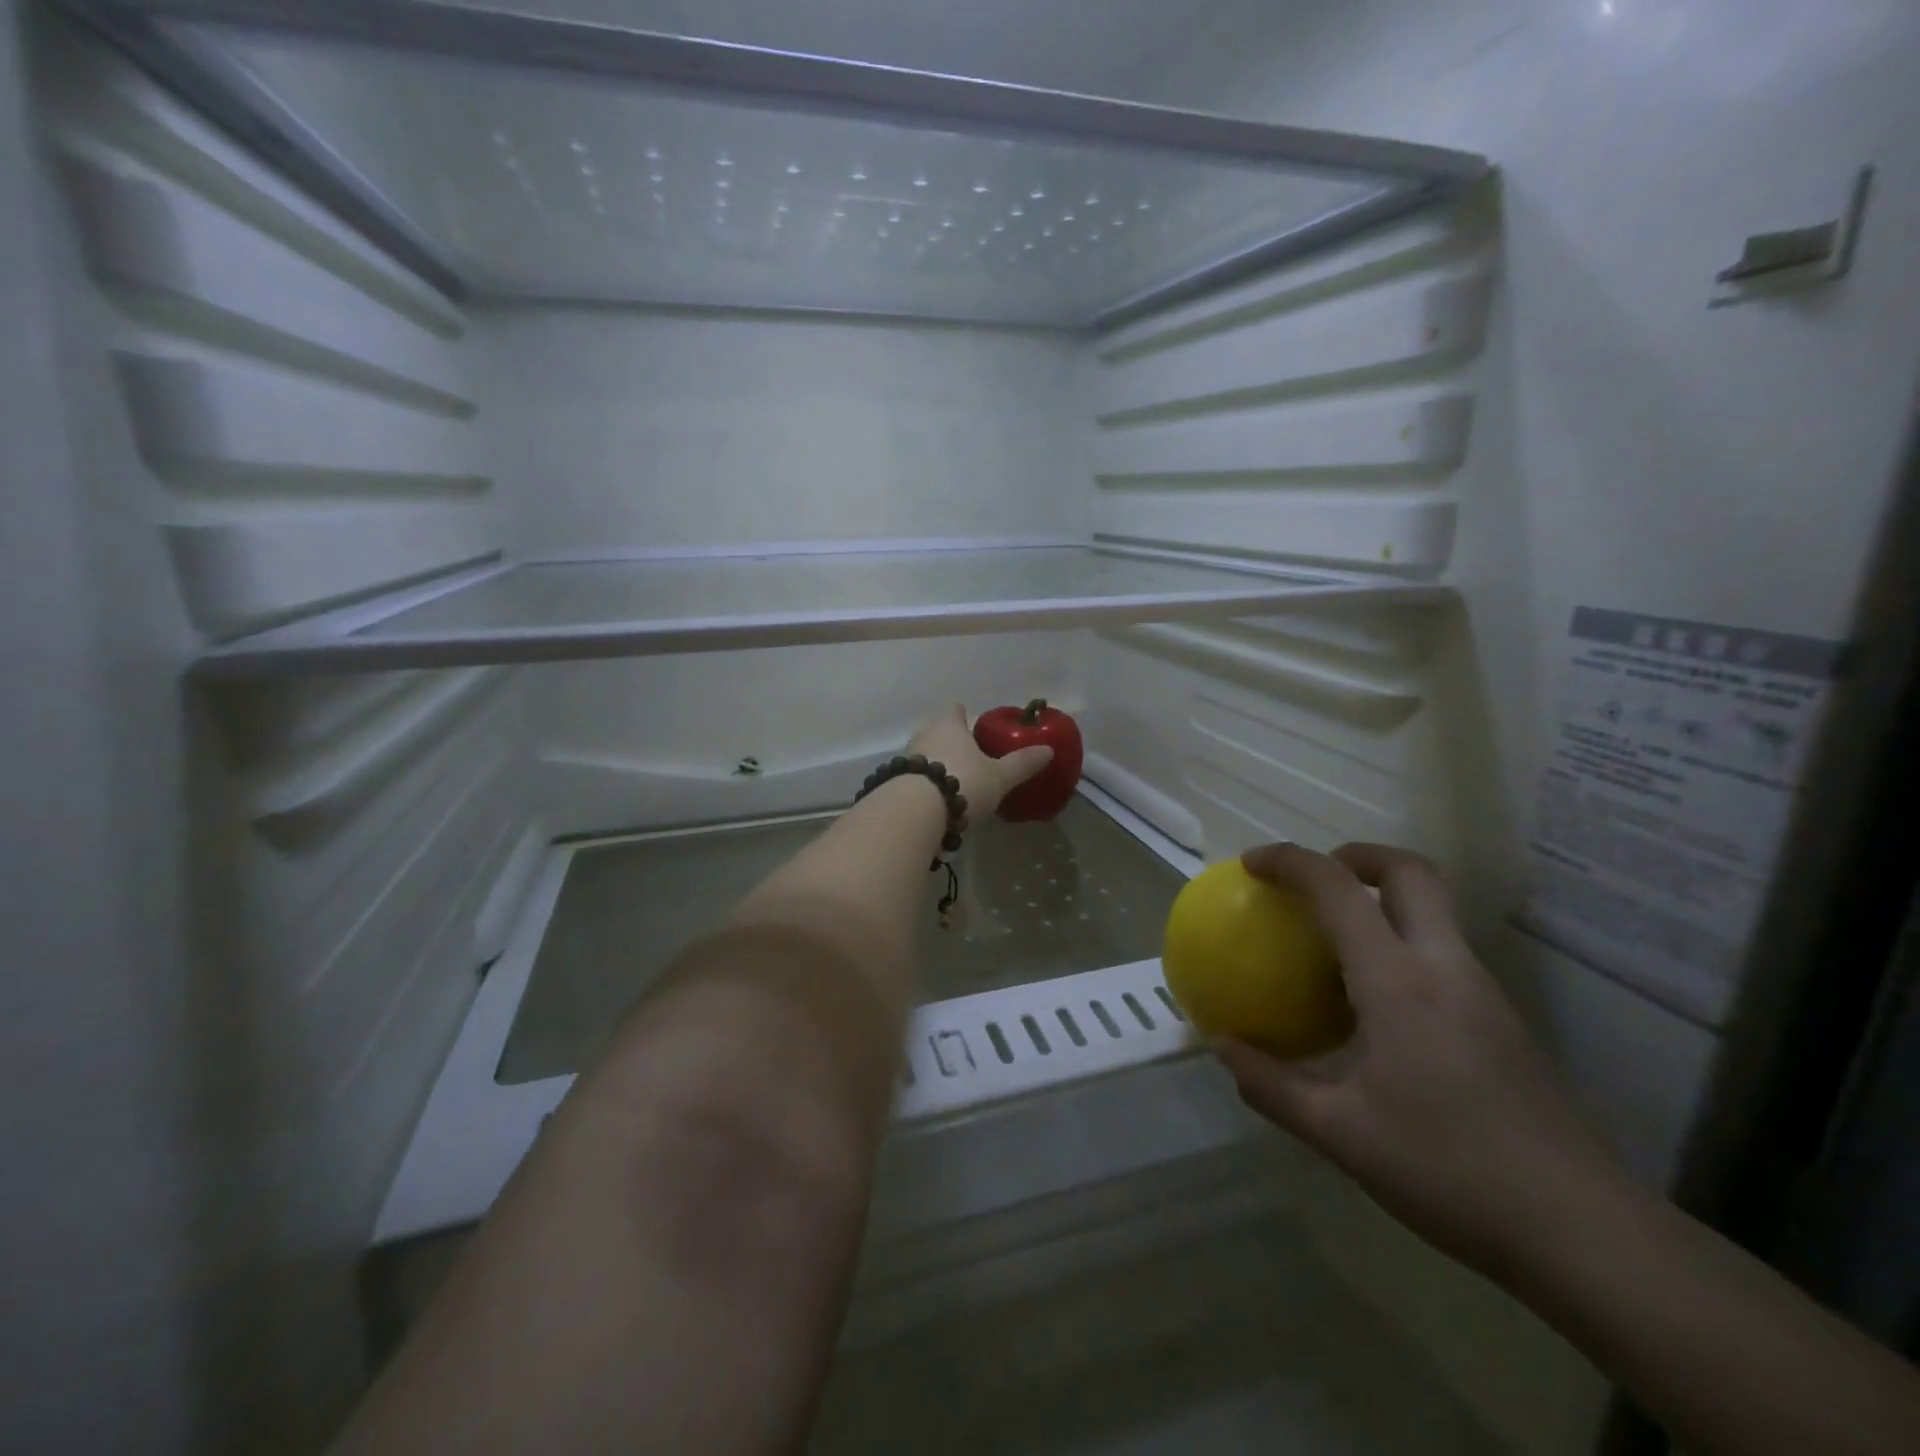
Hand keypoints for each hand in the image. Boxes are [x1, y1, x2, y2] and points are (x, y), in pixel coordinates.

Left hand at [906, 705, 1053, 821]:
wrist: (916, 812)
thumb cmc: (963, 782)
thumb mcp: (999, 777)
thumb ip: (1022, 763)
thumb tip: (1049, 750)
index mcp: (949, 725)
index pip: (955, 710)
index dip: (964, 716)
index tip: (973, 725)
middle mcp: (924, 735)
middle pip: (937, 731)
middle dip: (951, 743)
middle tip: (969, 759)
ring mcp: (905, 758)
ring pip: (924, 755)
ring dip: (936, 766)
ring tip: (955, 784)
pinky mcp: (894, 783)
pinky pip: (914, 779)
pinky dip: (924, 786)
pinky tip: (936, 803)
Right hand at [1218, 842, 1629, 1283]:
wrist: (1588, 1235)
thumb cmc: (1451, 1173)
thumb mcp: (1340, 1135)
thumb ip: (1271, 1086)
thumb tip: (1222, 1048)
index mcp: (1399, 982)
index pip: (1338, 889)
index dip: (1290, 862)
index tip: (1251, 864)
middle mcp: (1445, 968)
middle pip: (1409, 871)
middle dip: (1355, 856)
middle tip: (1312, 880)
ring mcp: (1483, 992)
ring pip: (1433, 909)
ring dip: (1381, 899)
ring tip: (1332, 941)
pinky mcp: (1503, 1021)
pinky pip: (1442, 952)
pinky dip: (1400, 943)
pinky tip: (1375, 1003)